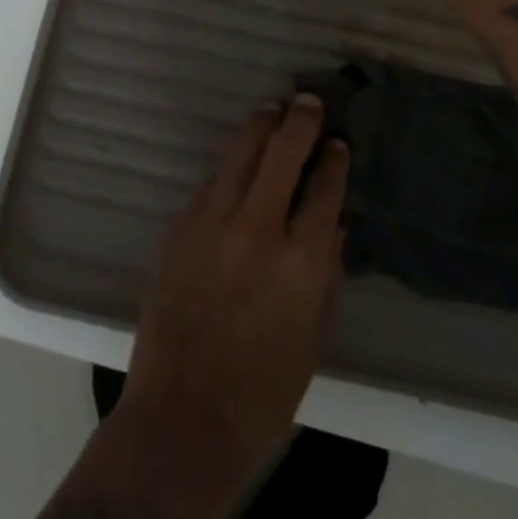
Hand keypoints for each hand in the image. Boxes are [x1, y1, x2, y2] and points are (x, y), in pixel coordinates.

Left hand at [120, 96, 350, 485]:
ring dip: (259, 127)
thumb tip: (330, 225)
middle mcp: (257, 229)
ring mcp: (211, 224)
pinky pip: (210, 186)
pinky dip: (229, 171)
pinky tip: (237, 168)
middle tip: (308, 100)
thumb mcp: (313, 337)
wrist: (183, 417)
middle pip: (281, 153)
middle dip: (299, 121)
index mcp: (300, 261)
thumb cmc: (263, 392)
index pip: (324, 190)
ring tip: (271, 109)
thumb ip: (325, 273)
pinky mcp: (179, 229)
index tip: (338, 144)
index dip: (333, 161)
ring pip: (239, 154)